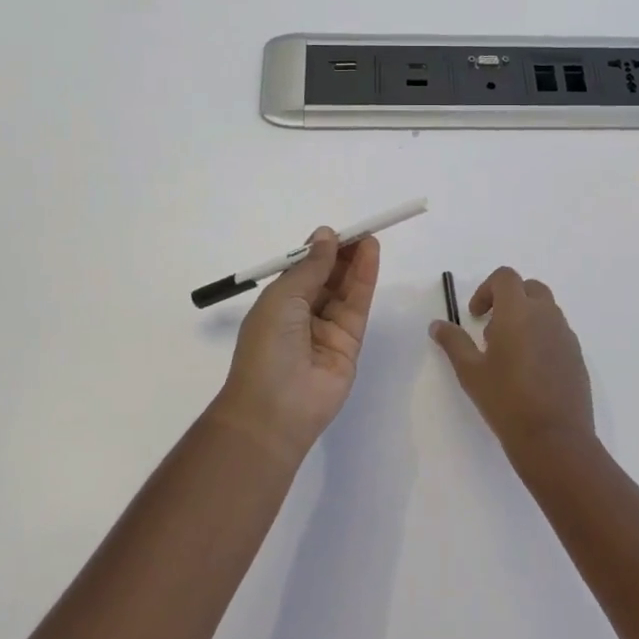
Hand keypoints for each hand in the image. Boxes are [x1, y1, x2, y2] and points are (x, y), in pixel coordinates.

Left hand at [214, 228, 380, 460]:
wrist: (276, 408)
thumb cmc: (267, 346)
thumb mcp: (283, 297)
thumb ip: (310, 266)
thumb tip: (325, 235)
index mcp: (278, 304)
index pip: (303, 270)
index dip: (319, 250)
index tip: (335, 231)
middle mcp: (303, 315)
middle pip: (327, 277)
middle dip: (342, 253)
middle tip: (360, 230)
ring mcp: (327, 329)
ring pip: (345, 289)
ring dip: (356, 262)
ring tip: (370, 236)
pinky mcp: (350, 343)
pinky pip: (358, 305)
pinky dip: (365, 279)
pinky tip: (371, 256)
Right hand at [430, 267, 594, 458]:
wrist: (555, 438)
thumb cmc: (506, 400)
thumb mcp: (470, 372)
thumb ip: (453, 342)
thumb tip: (437, 325)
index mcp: (518, 311)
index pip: (505, 277)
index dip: (487, 289)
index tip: (475, 316)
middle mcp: (546, 315)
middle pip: (529, 288)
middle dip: (509, 300)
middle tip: (492, 330)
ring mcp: (566, 335)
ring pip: (545, 310)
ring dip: (526, 318)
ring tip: (509, 353)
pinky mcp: (577, 355)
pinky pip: (557, 332)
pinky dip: (541, 336)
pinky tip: (530, 370)